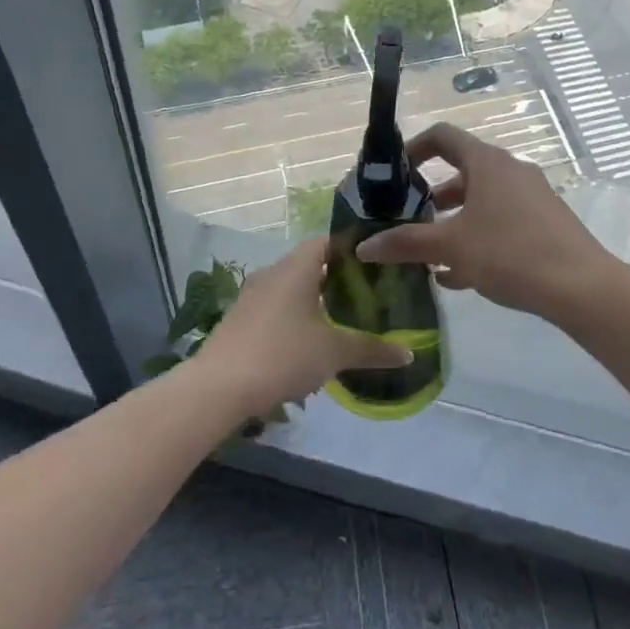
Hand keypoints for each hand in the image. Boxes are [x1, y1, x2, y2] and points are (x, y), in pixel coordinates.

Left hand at [192, 239, 413, 417]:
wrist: (220, 386)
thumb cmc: (284, 354)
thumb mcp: (335, 352)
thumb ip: (372, 349)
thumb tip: (409, 352)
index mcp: (296, 267)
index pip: (327, 242)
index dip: (351, 251)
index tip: (375, 267)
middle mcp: (272, 272)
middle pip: (309, 266)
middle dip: (335, 281)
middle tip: (364, 299)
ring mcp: (252, 296)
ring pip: (290, 289)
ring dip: (313, 304)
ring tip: (339, 326)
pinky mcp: (239, 320)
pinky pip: (274, 310)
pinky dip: (293, 321)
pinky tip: (305, 350)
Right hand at [355, 123, 605, 322]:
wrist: (581, 287)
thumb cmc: (510, 253)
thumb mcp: (452, 247)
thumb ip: (406, 243)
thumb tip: (364, 246)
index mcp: (487, 162)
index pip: (443, 136)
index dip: (415, 148)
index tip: (395, 173)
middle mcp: (510, 170)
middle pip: (461, 172)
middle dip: (431, 196)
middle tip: (408, 220)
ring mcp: (531, 196)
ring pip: (481, 201)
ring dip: (453, 222)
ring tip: (429, 255)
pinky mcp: (545, 222)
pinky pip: (501, 221)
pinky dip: (477, 237)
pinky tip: (459, 276)